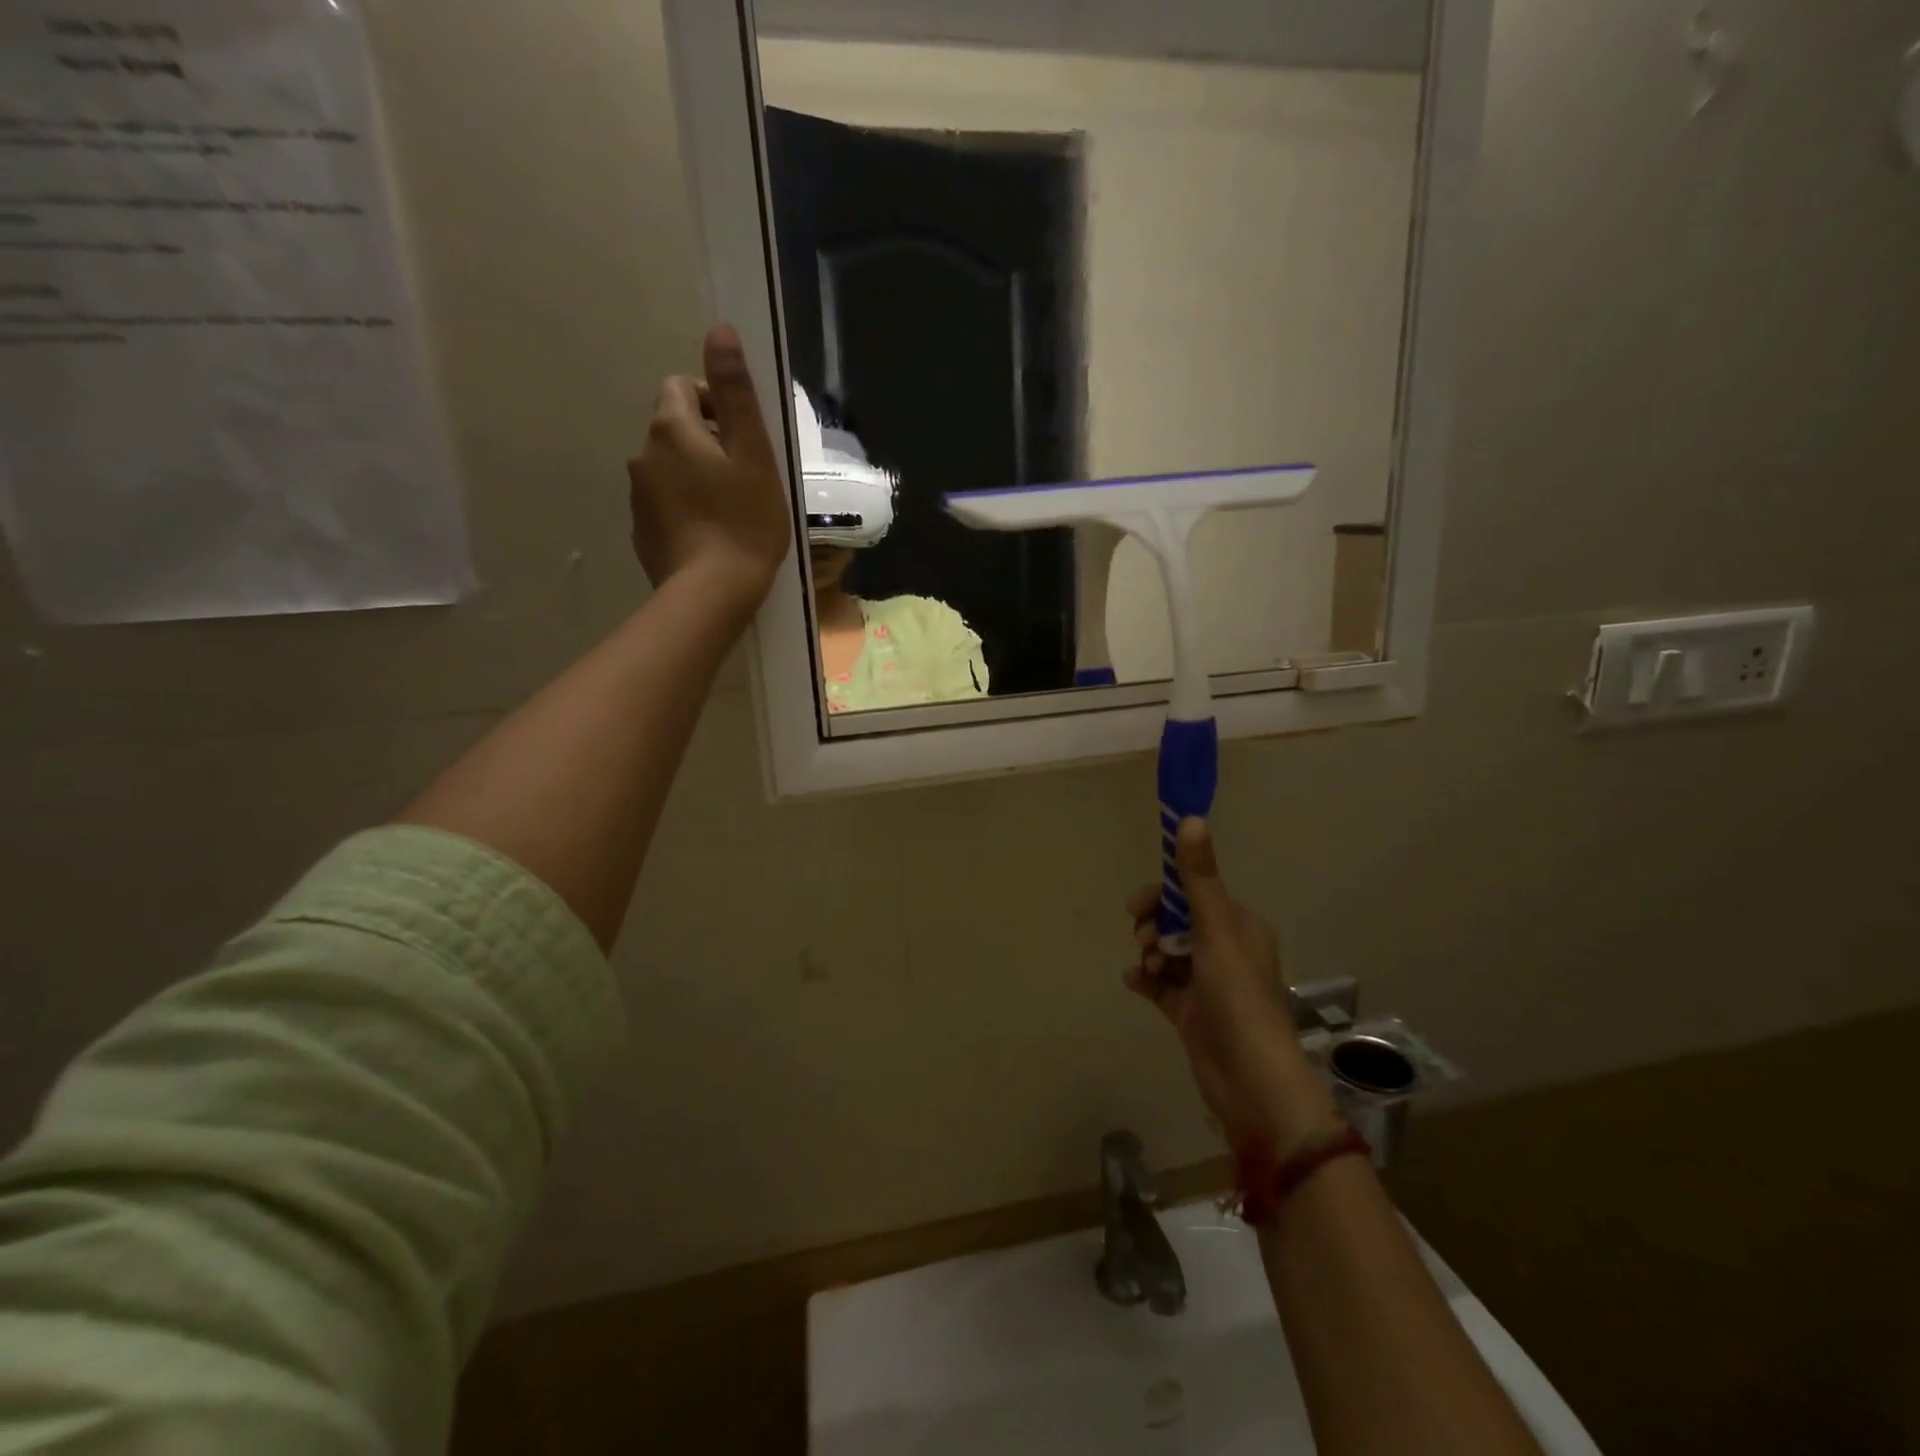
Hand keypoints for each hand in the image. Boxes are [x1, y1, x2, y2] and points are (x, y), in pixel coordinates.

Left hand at [628, 323, 791, 615]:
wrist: (712, 593)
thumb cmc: (744, 521)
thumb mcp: (753, 454)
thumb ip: (735, 392)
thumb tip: (719, 330)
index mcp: (671, 428)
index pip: (683, 387)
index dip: (715, 404)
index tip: (743, 439)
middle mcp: (643, 454)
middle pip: (674, 429)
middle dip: (706, 442)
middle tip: (743, 478)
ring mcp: (638, 496)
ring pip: (668, 469)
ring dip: (694, 476)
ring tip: (729, 511)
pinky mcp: (641, 531)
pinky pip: (664, 505)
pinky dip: (684, 509)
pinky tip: (710, 536)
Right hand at [1126, 819, 1338, 1149]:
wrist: (1251, 1082)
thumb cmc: (1237, 997)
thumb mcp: (1215, 931)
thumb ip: (1198, 878)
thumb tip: (1192, 818)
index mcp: (1240, 927)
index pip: (1195, 894)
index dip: (1164, 895)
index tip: (1138, 906)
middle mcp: (1226, 951)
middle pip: (1178, 922)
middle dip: (1155, 925)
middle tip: (1144, 939)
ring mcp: (1209, 985)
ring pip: (1168, 952)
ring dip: (1151, 953)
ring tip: (1148, 967)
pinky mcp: (1193, 1014)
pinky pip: (1162, 985)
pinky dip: (1146, 979)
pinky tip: (1134, 981)